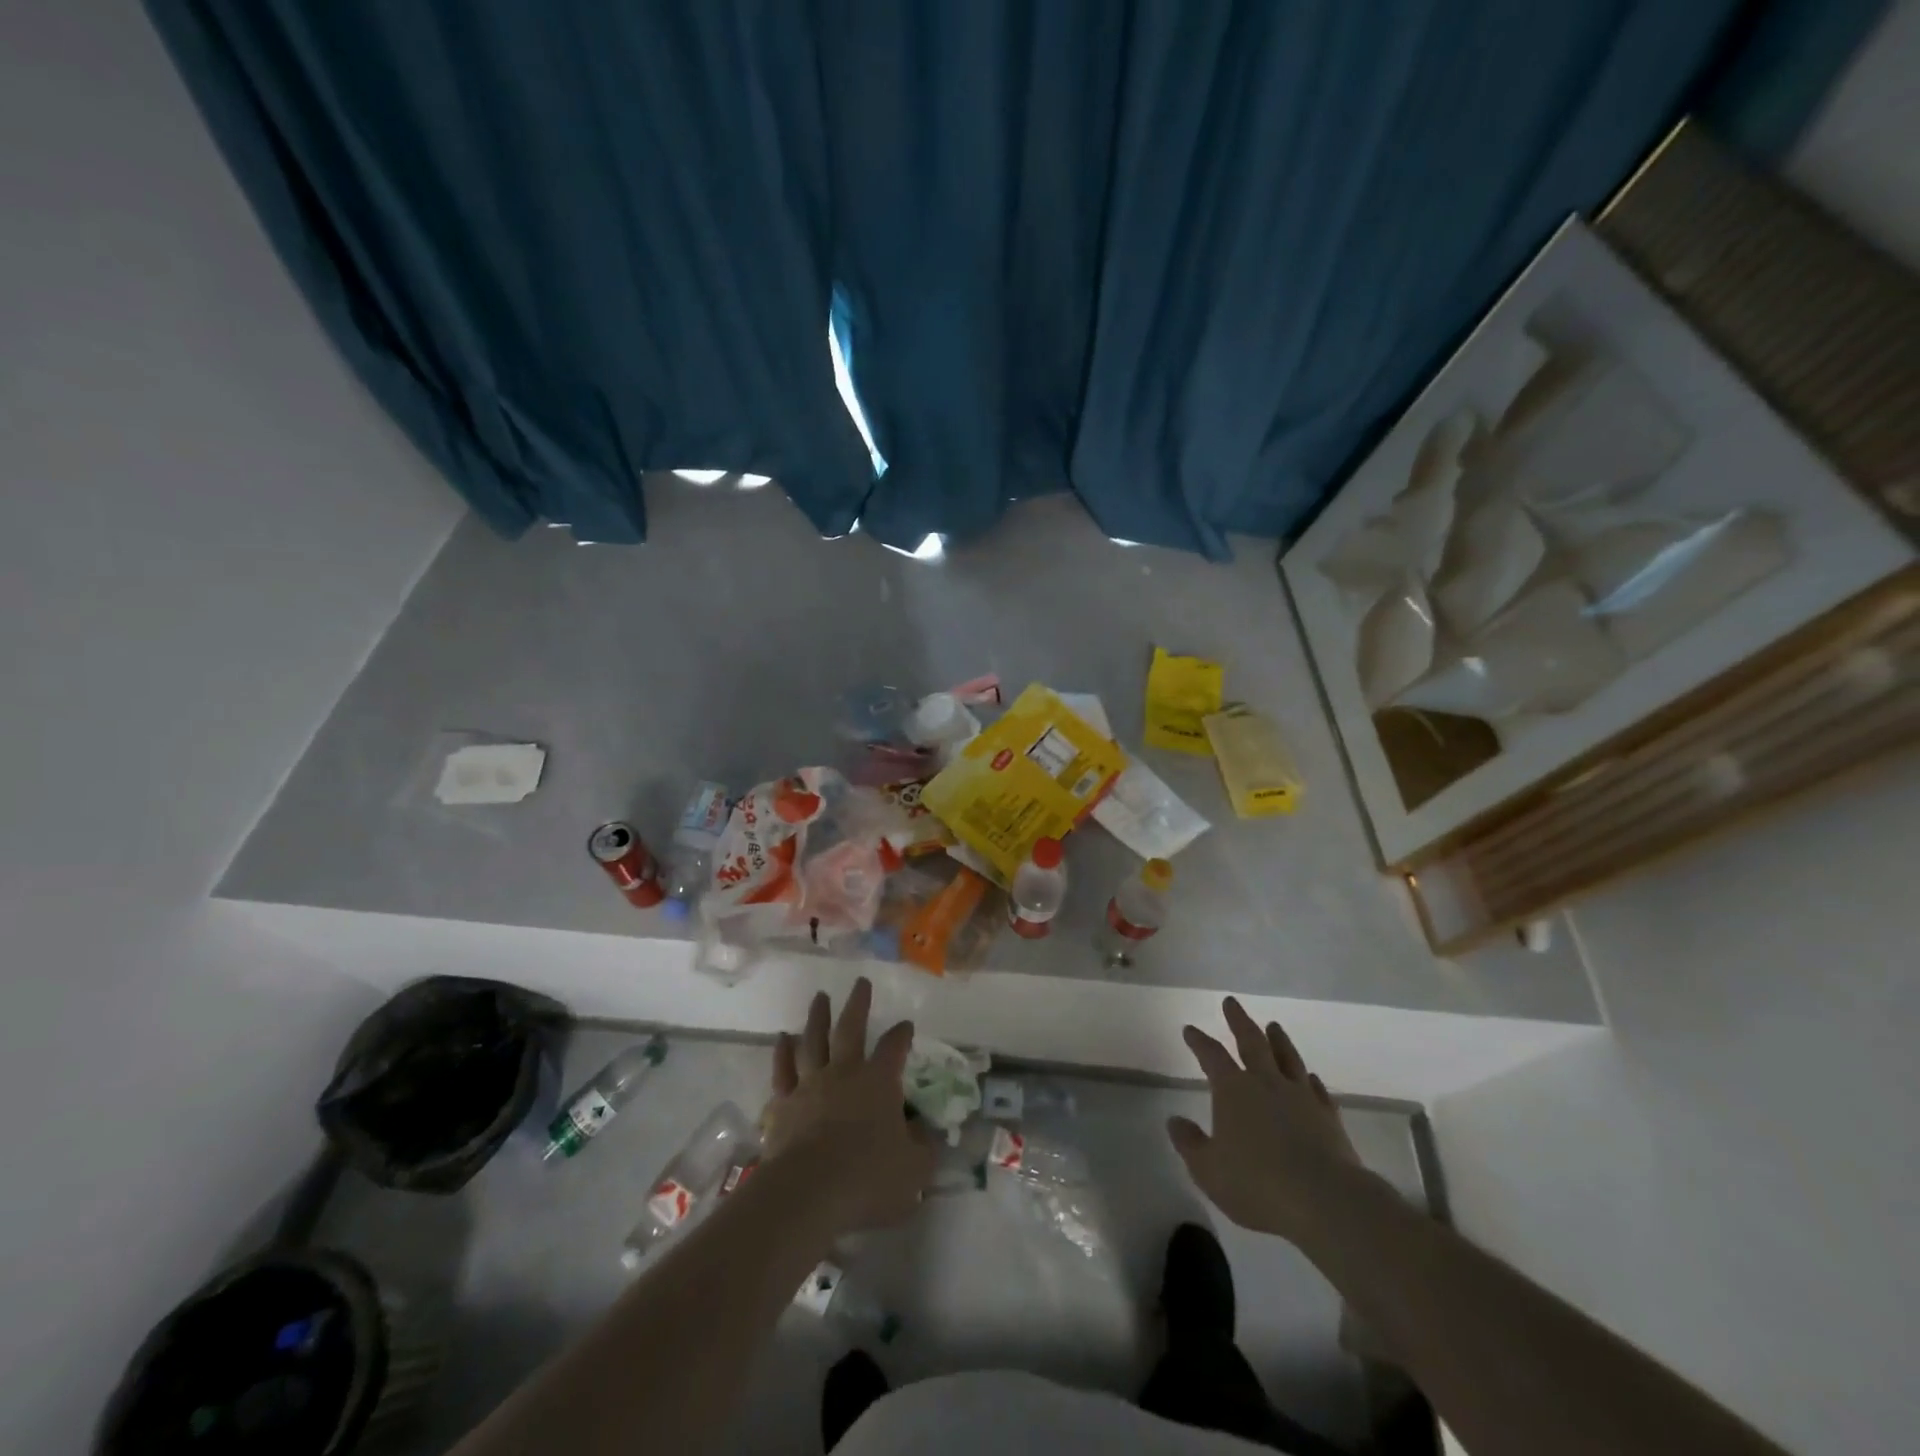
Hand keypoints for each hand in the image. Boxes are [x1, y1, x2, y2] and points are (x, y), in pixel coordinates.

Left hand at [762, 978, 936, 1237]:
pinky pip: (783, 1070)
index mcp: (879, 1082)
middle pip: (851, 1029)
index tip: (906, 1024)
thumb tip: (924, 1132)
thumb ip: (922, 1147)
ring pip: (814, 1041)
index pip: (894, 1048)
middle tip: (860, 982)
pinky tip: (783, 1038)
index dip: (901, 1034)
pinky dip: (783, 1052)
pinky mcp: (783, 1105)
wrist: (809, 1193)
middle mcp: (844, 1073)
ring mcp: (810, 1085)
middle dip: (858, 1004)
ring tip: (820, 998)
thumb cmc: (868, 1179)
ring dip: (818, 1017)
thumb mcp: (914, 1169)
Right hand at [1168, 997, 1372, 1243]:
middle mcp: (1266, 1083)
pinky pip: (1317, 1090)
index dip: (1199, 1041)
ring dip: (1278, 1040)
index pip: (1211, 1055)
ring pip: (1287, 1058)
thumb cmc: (1257, 1184)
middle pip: (1251, 1042)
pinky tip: (1309, 1076)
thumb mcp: (1208, 1170)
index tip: (1190, 1029)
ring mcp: (1300, 1097)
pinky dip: (1310, 1079)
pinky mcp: (1328, 1117)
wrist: (1325, 1200)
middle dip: (1238, 1021)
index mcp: (1233, 1090)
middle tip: (1232, 1002)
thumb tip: (1174, 1120)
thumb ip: (1189, 1143)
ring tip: (1273, 1025)